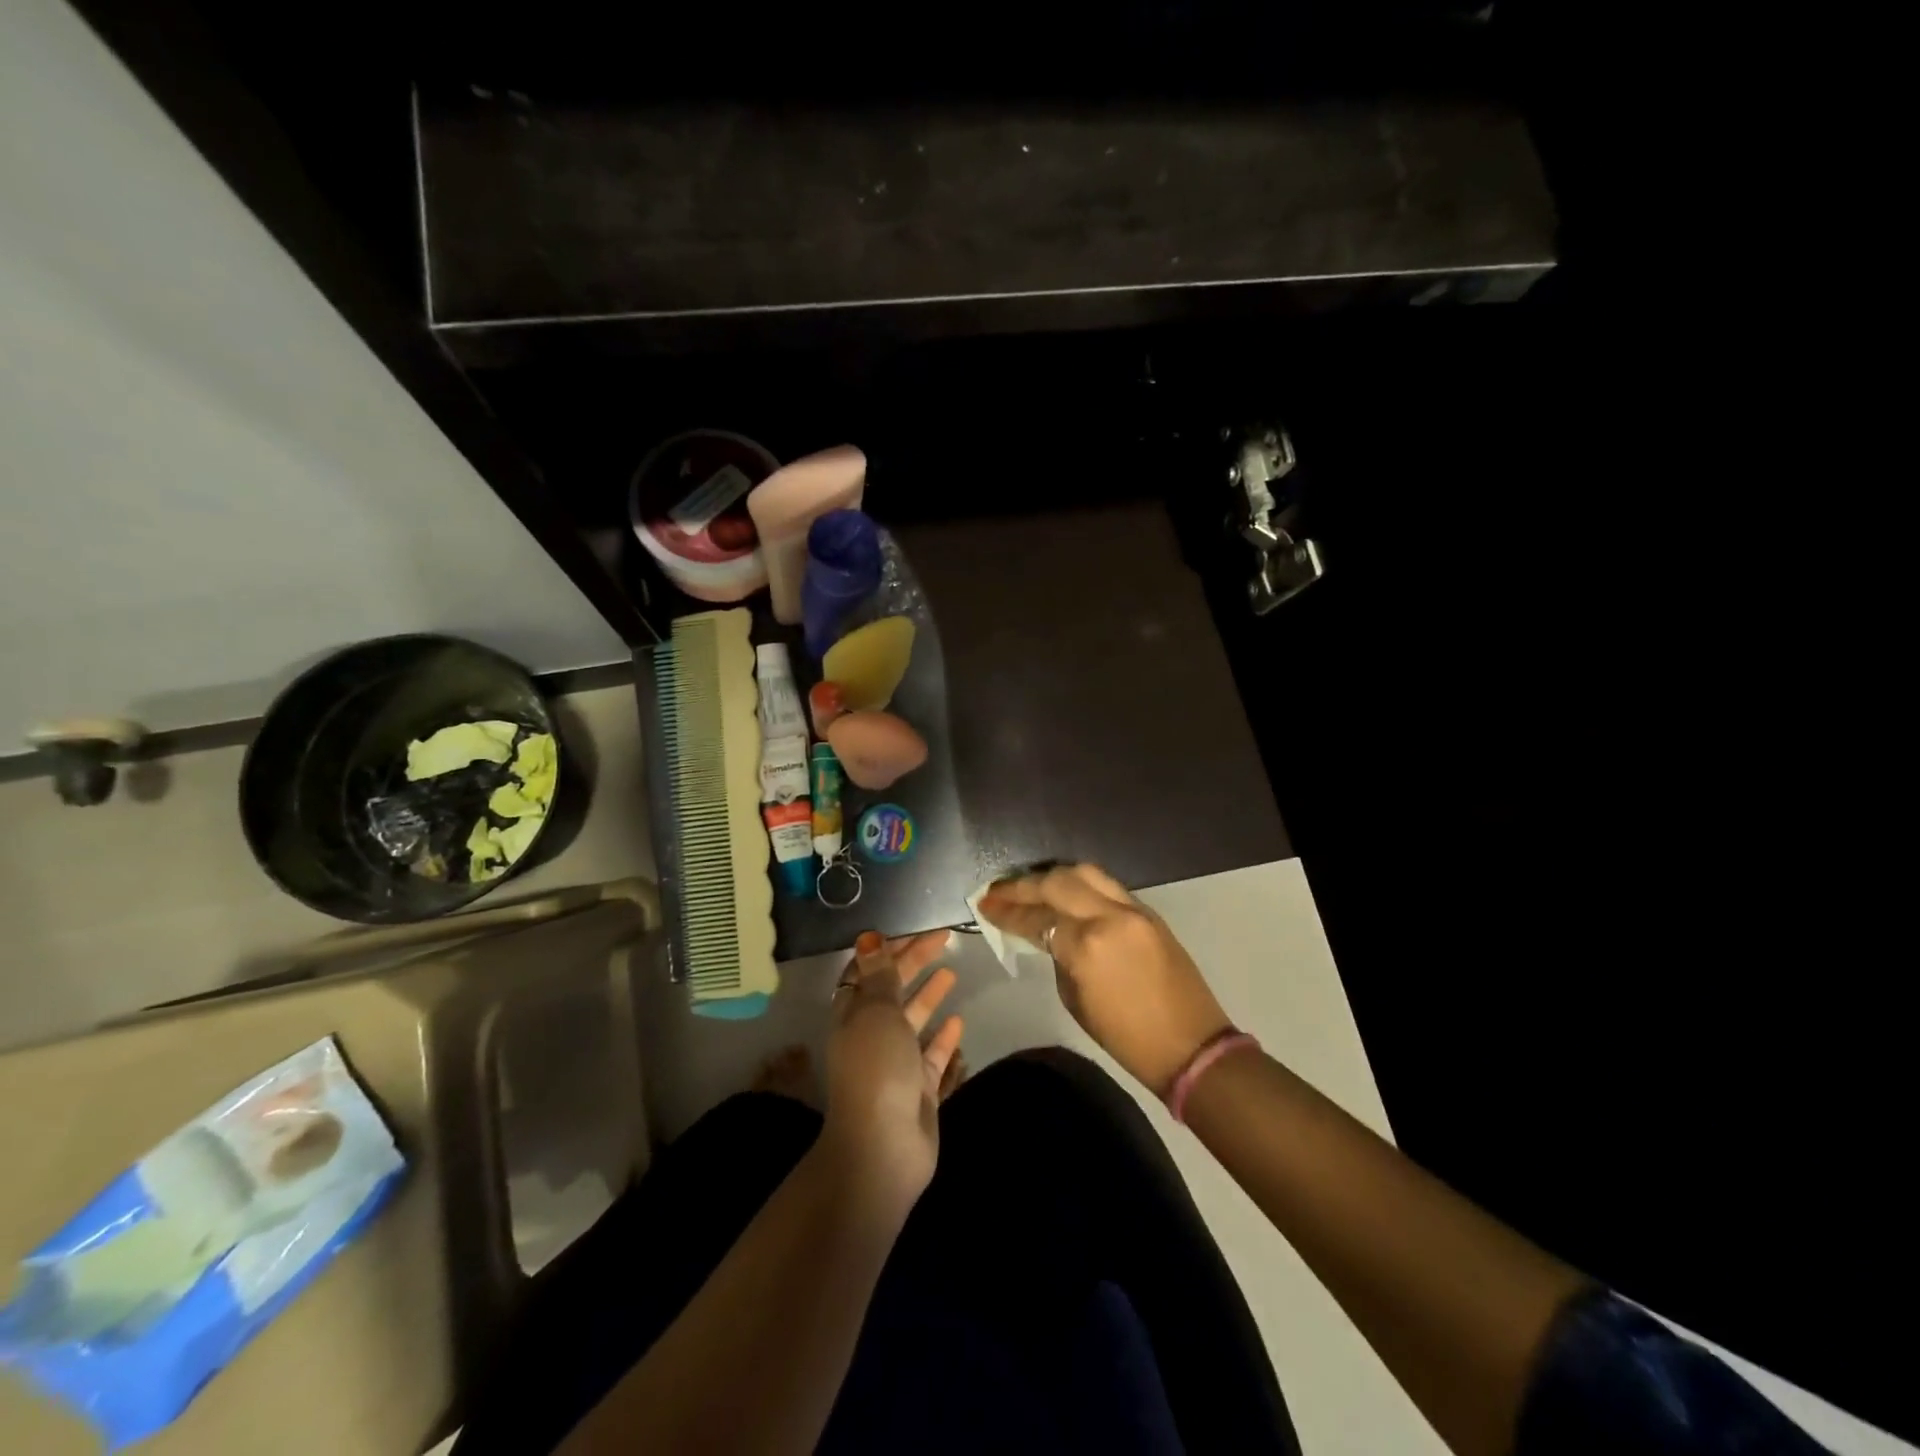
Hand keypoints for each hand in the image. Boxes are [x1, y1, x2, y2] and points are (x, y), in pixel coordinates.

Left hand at [821, 930, 963, 1213]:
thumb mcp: (876, 1012)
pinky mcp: (918, 1089)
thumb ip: (879, 975)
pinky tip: (959, 1021)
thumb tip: (868, 936)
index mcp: (853, 1015)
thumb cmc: (876, 1068)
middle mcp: (871, 1035)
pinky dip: (943, 1037)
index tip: (916, 931)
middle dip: (914, 963)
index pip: (867, 971)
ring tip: (952, 972)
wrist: (883, 1148)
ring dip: (929, 995)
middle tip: (945, 940)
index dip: (889, 949)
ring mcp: (895, 1063)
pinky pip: (931, 1055)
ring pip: (913, 1020)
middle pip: (893, 990)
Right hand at [980, 864, 1230, 1095]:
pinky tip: (1065, 893)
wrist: (1191, 1045)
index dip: (1006, 912)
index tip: (985, 906)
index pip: (1036, 918)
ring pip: (1084, 873)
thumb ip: (1058, 957)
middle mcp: (1108, 916)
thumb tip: (1048, 935)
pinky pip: (1107, 886)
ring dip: (1052, 876)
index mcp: (1086, 946)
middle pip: (1057, 882)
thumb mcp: (1076, 999)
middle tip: (999, 891)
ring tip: (1030, 886)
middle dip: (1023, 885)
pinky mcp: (1149, 912)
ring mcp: (1133, 909)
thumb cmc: (1126, 1037)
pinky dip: (1081, 885)